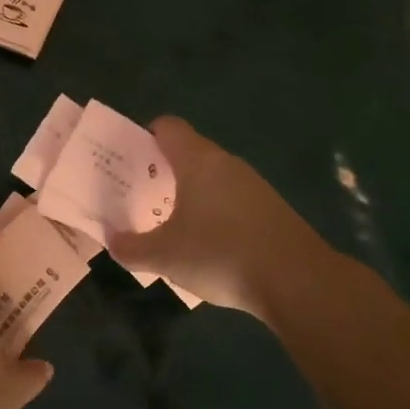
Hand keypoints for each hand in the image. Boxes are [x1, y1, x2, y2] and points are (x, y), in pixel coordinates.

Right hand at [105, 116, 326, 319]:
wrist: (297, 281)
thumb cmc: (219, 253)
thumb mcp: (164, 256)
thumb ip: (131, 247)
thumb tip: (113, 240)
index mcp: (197, 161)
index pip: (168, 127)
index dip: (145, 138)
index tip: (130, 164)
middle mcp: (226, 164)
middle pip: (189, 153)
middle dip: (163, 172)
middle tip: (141, 198)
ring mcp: (254, 185)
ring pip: (212, 179)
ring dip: (190, 196)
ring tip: (170, 226)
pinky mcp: (271, 210)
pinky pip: (232, 201)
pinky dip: (215, 214)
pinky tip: (208, 247)